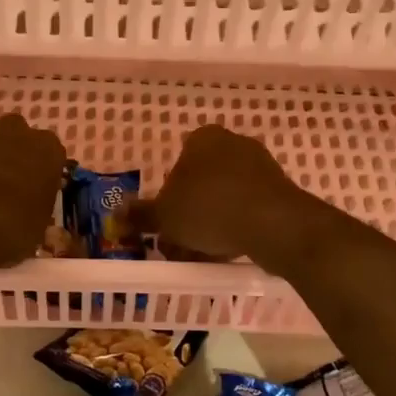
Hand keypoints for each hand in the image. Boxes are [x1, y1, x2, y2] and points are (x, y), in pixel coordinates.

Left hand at [0, 113, 66, 266]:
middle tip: (12, 188)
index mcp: (46, 149)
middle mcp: (14, 133)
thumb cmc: (10, 227)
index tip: (37, 193)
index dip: (43, 174)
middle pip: (18, 138)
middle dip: (15, 157)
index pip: (52, 155)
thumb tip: (28, 210)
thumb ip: (36, 208)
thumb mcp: (38, 227)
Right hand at [137, 125, 312, 264]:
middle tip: (177, 245)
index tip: (164, 224)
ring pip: (223, 199)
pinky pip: (247, 210)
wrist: (274, 224)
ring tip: (198, 256)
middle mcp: (233, 144)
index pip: (177, 165)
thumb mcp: (165, 216)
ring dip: (209, 225)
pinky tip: (225, 253)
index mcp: (203, 139)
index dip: (167, 197)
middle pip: (201, 184)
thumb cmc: (209, 209)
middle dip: (188, 215)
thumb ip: (140, 215)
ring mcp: (260, 167)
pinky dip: (234, 228)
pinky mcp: (279, 192)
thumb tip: (116, 215)